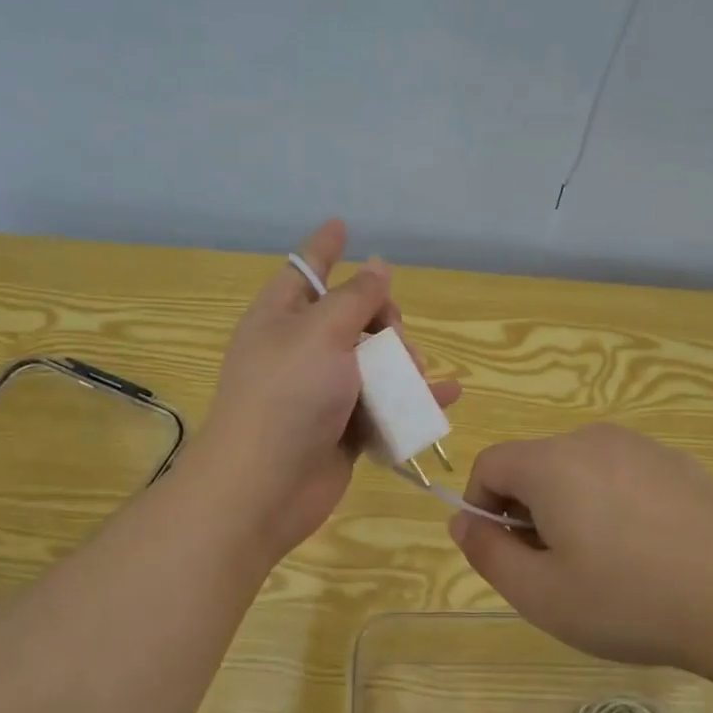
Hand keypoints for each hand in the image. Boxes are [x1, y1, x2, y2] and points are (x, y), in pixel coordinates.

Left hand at [194, 219, 459, 559]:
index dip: (325, 247)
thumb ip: (355, 299)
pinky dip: (413, 400)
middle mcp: (300, 351)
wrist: (265, 487)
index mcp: (280, 318)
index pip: (305, 270)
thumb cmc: (287, 396)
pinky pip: (384, 405)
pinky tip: (446, 395)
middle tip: (394, 333)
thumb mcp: (321, 333)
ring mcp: (322, 392)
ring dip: (401, 363)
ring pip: (373, 363)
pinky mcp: (342, 429)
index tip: (343, 224)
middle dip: (382, 318)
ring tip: (414, 373)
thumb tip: (377, 266)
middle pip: (351, 318)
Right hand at [447, 424, 712, 679]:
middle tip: (553, 569)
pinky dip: (611, 504)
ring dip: (569, 508)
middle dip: (527, 512)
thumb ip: (486, 553)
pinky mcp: (678, 464)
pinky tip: (644, 553)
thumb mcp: (539, 594)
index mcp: (552, 463)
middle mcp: (592, 440)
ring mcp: (641, 448)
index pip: (490, 464)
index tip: (504, 552)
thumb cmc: (629, 600)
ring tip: (601, 565)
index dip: (482, 507)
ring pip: (578, 471)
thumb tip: (462, 521)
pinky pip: (620, 475)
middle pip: (534, 466)